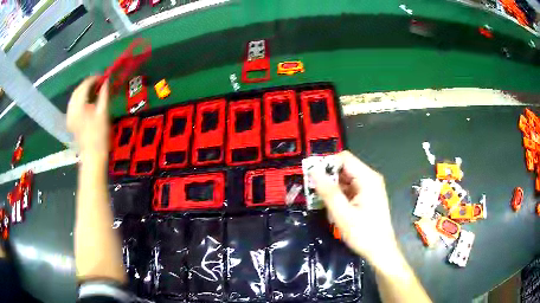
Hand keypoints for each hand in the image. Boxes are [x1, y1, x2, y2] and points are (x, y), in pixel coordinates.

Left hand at [67, 76, 109, 156]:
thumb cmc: (99, 136)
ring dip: (82, 91)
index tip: (103, 77)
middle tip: (98, 82)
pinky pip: (72, 105)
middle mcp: (71, 109)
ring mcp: (69, 116)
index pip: (84, 86)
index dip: (93, 79)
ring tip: (93, 90)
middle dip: (87, 84)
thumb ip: (104, 95)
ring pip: (74, 97)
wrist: (92, 156)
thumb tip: (106, 81)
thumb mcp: (103, 114)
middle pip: (77, 90)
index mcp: (79, 106)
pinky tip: (85, 101)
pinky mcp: (70, 122)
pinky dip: (79, 99)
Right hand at [312, 151, 398, 264]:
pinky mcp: (367, 196)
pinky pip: (349, 190)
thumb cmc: (363, 234)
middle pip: (344, 168)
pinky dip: (339, 197)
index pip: (344, 158)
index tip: (313, 178)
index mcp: (367, 178)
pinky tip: (335, 211)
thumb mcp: (342, 214)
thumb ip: (328, 191)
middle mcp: (369, 178)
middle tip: (315, 195)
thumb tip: (313, 171)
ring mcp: (369, 188)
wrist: (380, 251)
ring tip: (325, 207)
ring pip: (345, 180)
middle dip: (328, 180)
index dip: (327, 164)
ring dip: (332, 191)